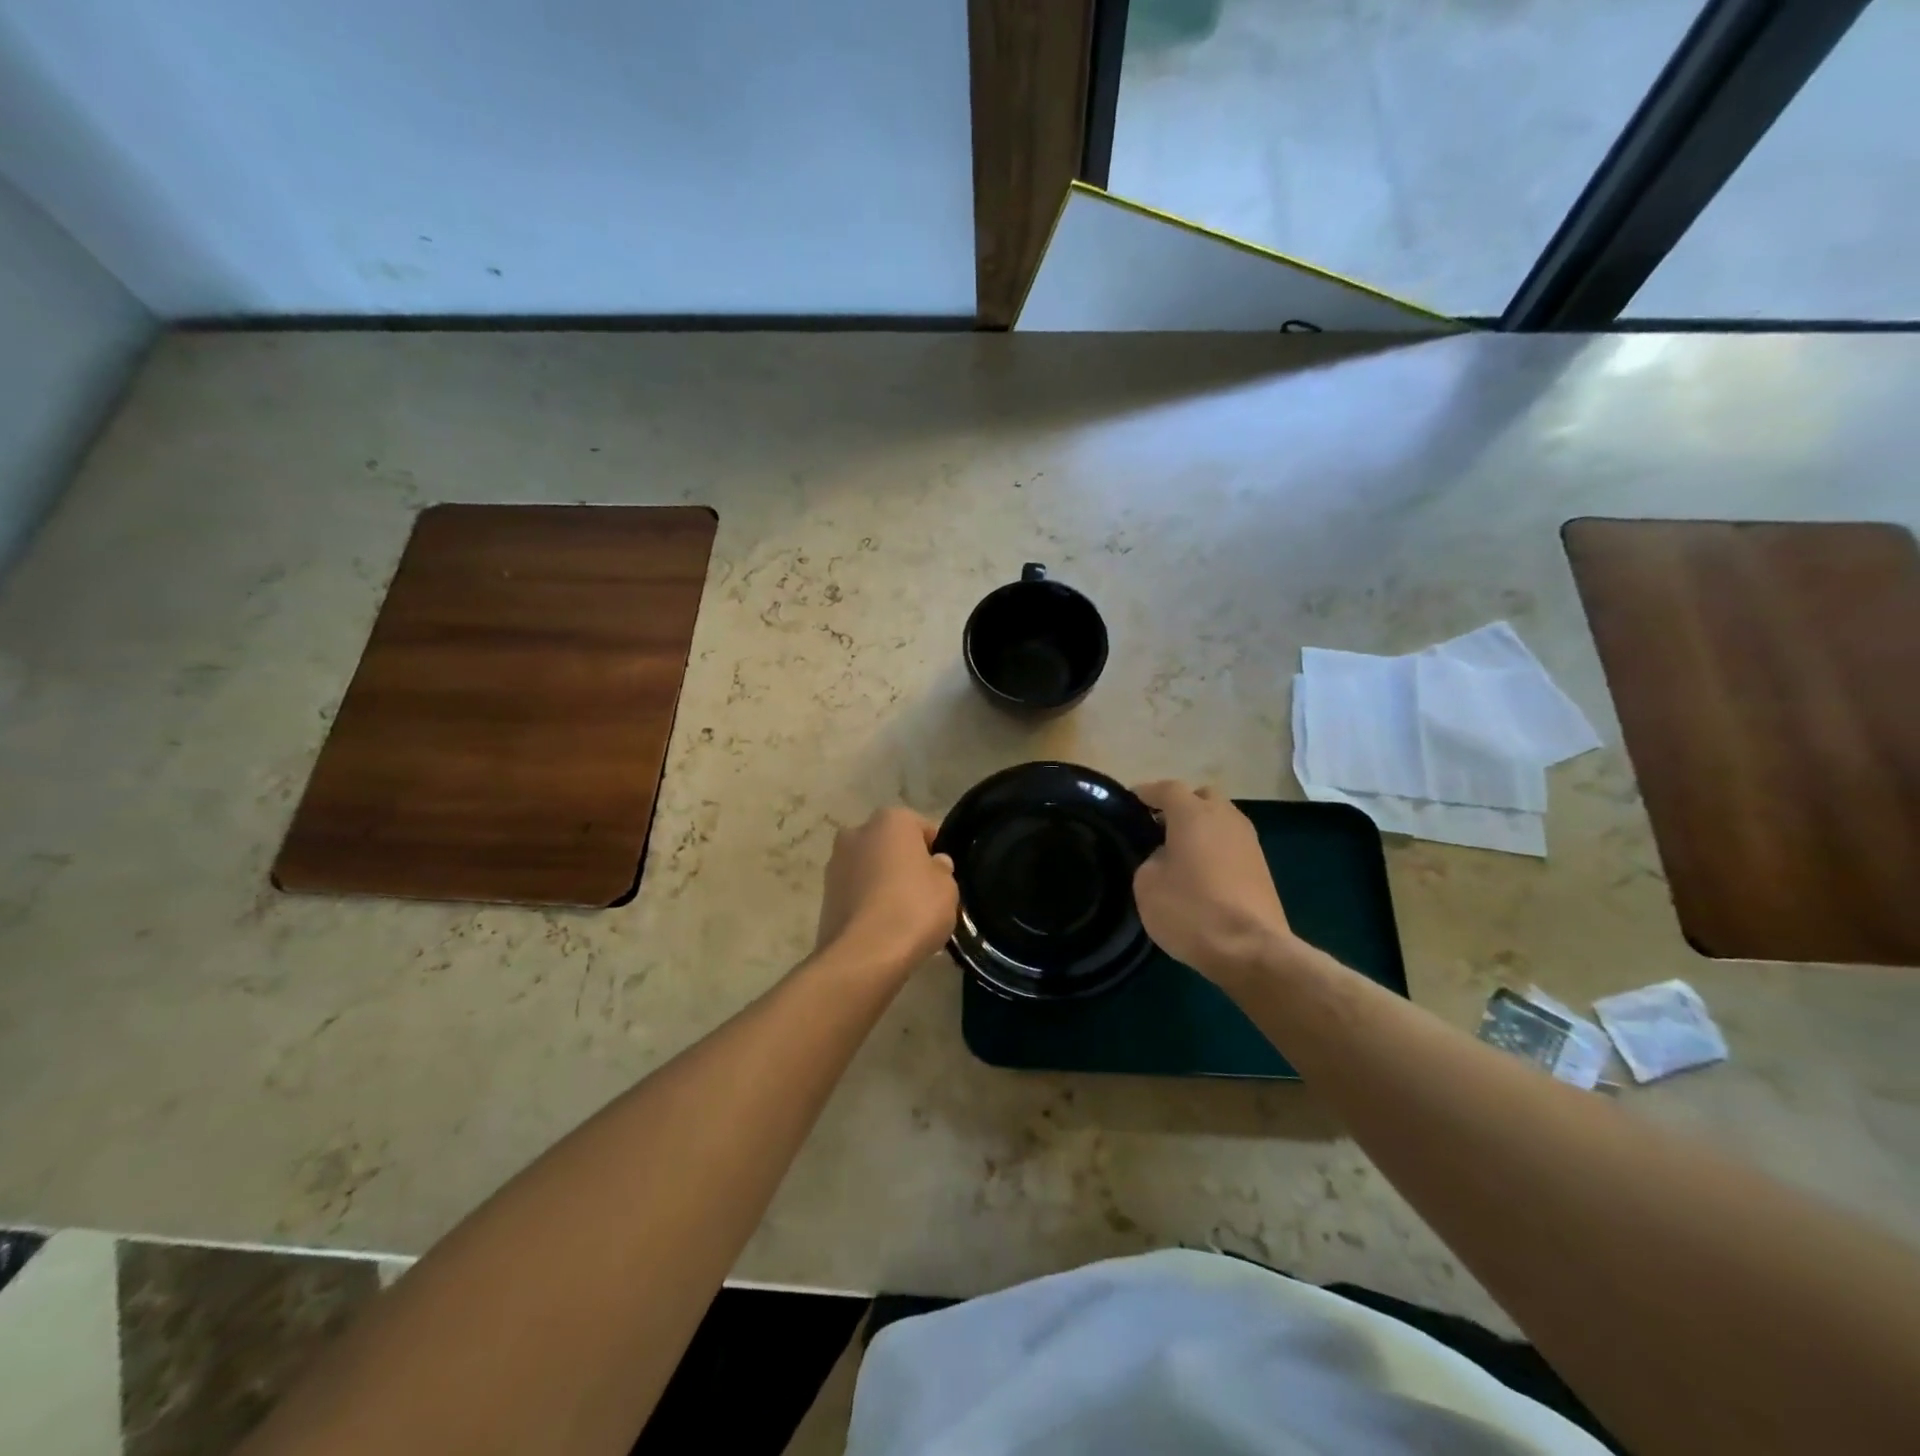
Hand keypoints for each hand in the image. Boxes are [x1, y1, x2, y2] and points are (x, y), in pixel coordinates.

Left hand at [815, 807, 958, 974]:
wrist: (864, 954)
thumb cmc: (913, 909)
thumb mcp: (947, 888)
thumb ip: (942, 869)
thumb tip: (935, 863)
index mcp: (891, 820)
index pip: (923, 829)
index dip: (937, 852)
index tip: (944, 877)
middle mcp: (857, 832)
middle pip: (892, 845)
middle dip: (905, 864)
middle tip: (924, 894)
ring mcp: (835, 862)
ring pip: (871, 868)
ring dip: (884, 882)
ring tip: (903, 915)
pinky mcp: (823, 894)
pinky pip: (856, 892)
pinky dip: (868, 902)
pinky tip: (883, 927)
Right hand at [1132, 781, 1298, 985]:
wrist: (1251, 950)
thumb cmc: (1191, 910)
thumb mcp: (1147, 884)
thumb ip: (1150, 858)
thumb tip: (1165, 856)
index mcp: (1194, 813)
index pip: (1166, 788)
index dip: (1145, 793)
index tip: (1129, 803)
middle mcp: (1225, 817)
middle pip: (1200, 797)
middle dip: (1179, 805)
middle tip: (1157, 827)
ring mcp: (1249, 840)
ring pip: (1220, 819)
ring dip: (1200, 827)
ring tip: (1178, 851)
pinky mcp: (1261, 866)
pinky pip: (1231, 843)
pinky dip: (1215, 847)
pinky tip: (1201, 872)